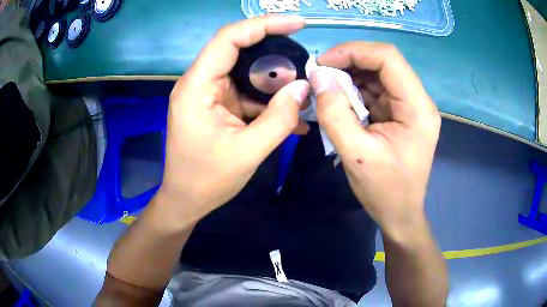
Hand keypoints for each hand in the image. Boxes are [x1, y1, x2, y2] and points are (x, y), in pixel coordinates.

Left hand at [157, 15, 309, 226]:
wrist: (186, 201)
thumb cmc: (207, 181)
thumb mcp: (248, 152)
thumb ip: (279, 118)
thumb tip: (305, 88)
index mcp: (197, 87)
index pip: (229, 39)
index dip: (263, 24)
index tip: (296, 23)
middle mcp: (199, 83)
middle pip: (237, 49)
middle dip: (273, 49)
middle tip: (304, 56)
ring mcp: (207, 94)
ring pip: (244, 71)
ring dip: (273, 78)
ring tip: (301, 89)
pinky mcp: (215, 106)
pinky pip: (244, 91)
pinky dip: (266, 99)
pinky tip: (289, 113)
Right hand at [310, 42, 440, 236]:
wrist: (400, 214)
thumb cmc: (385, 192)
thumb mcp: (356, 155)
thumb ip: (335, 113)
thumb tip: (317, 77)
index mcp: (417, 108)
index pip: (388, 58)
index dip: (354, 51)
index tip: (323, 63)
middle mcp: (418, 101)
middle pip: (384, 62)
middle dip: (350, 62)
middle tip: (320, 74)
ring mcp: (411, 106)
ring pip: (379, 74)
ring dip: (351, 75)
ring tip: (326, 86)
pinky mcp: (401, 114)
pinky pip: (377, 90)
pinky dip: (356, 89)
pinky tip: (340, 98)